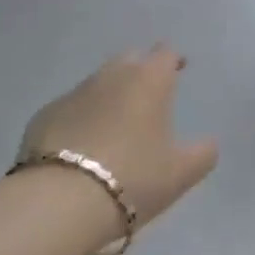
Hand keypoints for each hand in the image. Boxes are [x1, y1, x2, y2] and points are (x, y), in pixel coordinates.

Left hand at [19, 45, 218, 234]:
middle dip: (139, 71)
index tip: (177, 70)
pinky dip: (79, 120)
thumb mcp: (180, 174)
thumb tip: (209, 143)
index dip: (172, 60)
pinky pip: (70, 109)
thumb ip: (202, 154)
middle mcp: (112, 75)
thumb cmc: (132, 179)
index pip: (165, 53)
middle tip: (146, 98)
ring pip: (98, 84)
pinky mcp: (44, 115)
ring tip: (113, 126)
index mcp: (149, 80)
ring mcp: (74, 93)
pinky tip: (80, 147)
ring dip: (108, 96)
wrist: (59, 201)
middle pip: (130, 60)